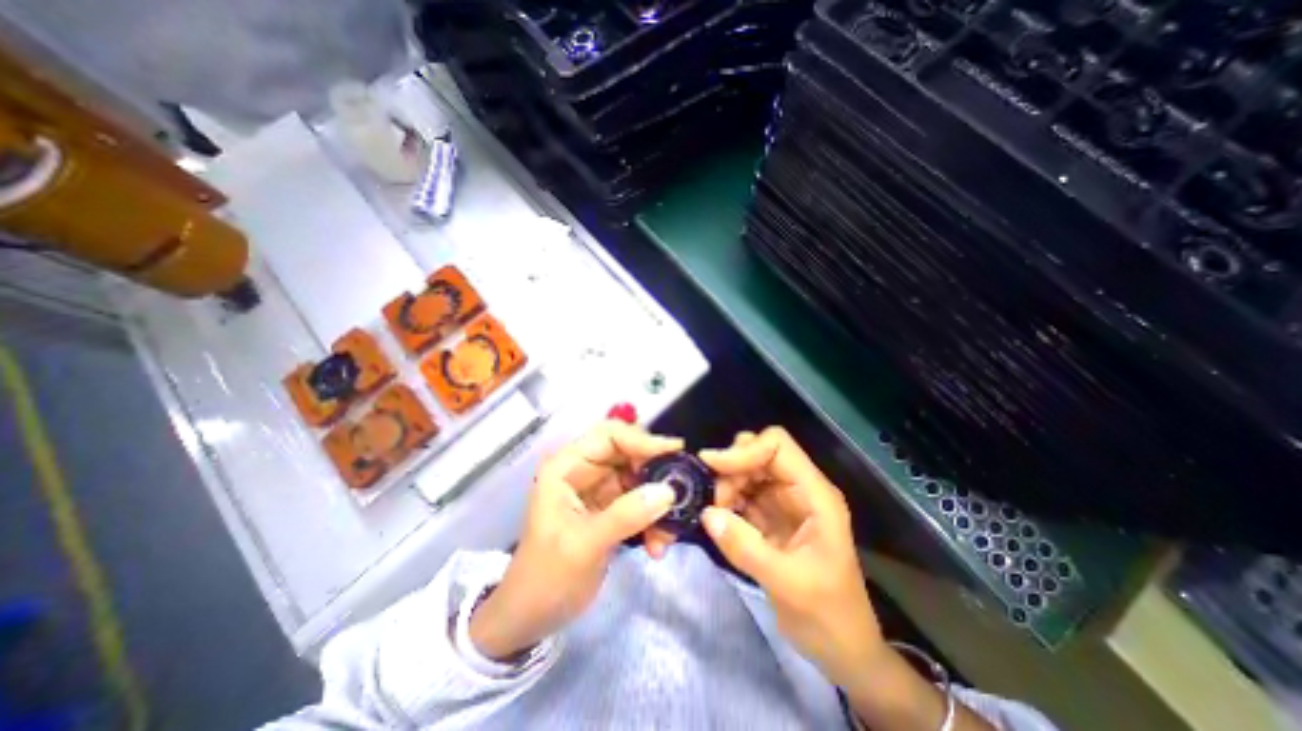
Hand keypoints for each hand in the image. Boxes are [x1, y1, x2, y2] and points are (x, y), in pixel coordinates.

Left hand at [470, 419, 681, 660]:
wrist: (532, 617)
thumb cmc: (546, 578)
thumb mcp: (583, 546)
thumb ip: (625, 515)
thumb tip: (668, 490)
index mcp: (567, 467)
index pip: (609, 435)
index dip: (642, 440)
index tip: (675, 453)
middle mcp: (584, 470)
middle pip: (630, 453)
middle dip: (655, 474)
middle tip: (680, 492)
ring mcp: (599, 489)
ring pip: (640, 478)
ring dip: (658, 502)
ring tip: (667, 534)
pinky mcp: (611, 509)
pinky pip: (641, 502)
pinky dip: (653, 519)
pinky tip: (657, 545)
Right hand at [702, 424, 883, 686]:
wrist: (844, 650)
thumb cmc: (829, 616)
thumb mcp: (789, 585)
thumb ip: (746, 548)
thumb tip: (707, 514)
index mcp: (815, 495)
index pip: (778, 446)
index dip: (746, 450)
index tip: (714, 467)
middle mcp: (799, 490)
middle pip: (759, 453)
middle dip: (732, 467)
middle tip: (714, 497)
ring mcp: (784, 502)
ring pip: (748, 471)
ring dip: (727, 484)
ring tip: (716, 512)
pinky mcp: (770, 517)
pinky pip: (743, 494)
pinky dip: (727, 499)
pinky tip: (719, 517)